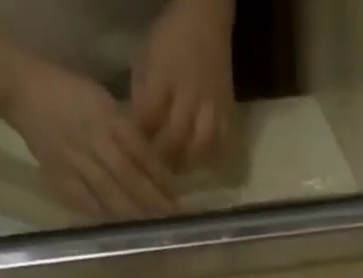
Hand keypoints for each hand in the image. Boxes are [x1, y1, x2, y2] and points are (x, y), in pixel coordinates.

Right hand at [0, 55, 177, 218]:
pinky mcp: (60, 176)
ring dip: (133, 214)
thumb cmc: (70, 95)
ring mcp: (75, 161)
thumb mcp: (103, 101)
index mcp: (106, 118)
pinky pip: (86, 202)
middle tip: (170, 219)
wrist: (23, 91)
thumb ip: (127, 132)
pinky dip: (106, 217)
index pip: (140, 152)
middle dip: (151, 201)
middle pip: (128, 178)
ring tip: (151, 228)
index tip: (176, 197)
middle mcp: (93, 140)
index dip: (159, 177)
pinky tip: (121, 230)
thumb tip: (155, 165)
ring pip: (110, 193)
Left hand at [131, 0, 236, 172]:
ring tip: (178, 170)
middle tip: (155, 173)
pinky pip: (223, 145)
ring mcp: (211, 106)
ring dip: (187, 164)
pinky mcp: (228, 114)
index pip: (148, 118)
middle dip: (162, 158)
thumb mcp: (145, 57)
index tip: (134, 153)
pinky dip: (213, 159)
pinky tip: (203, 164)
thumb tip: (138, 129)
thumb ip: (141, 94)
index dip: (140, 139)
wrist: (206, 20)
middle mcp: (189, 94)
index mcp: (164, 77)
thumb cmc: (171, 38)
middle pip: (175, 138)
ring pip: (199, 148)